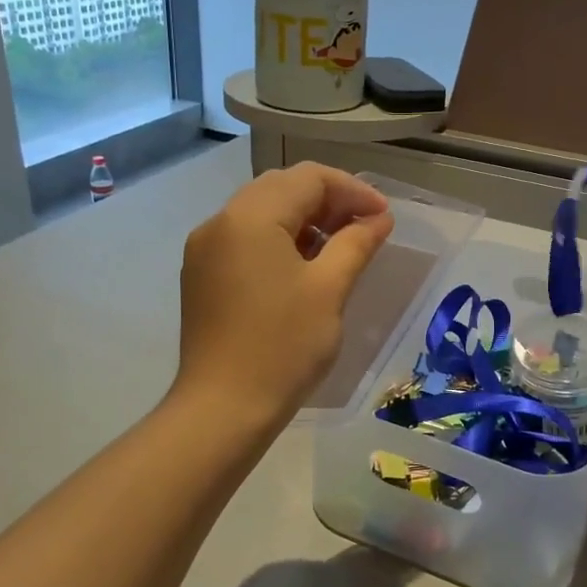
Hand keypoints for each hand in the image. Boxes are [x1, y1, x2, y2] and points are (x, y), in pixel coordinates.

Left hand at [174, 163, 393, 424]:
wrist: (223, 408)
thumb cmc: (283, 346)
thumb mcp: (329, 290)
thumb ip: (356, 243)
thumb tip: (378, 218)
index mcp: (250, 216)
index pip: (308, 178)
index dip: (352, 190)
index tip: (384, 217)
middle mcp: (220, 221)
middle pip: (282, 188)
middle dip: (328, 200)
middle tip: (365, 227)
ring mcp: (205, 249)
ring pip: (262, 212)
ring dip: (304, 219)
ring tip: (341, 247)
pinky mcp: (202, 275)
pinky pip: (246, 238)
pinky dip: (279, 240)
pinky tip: (305, 266)